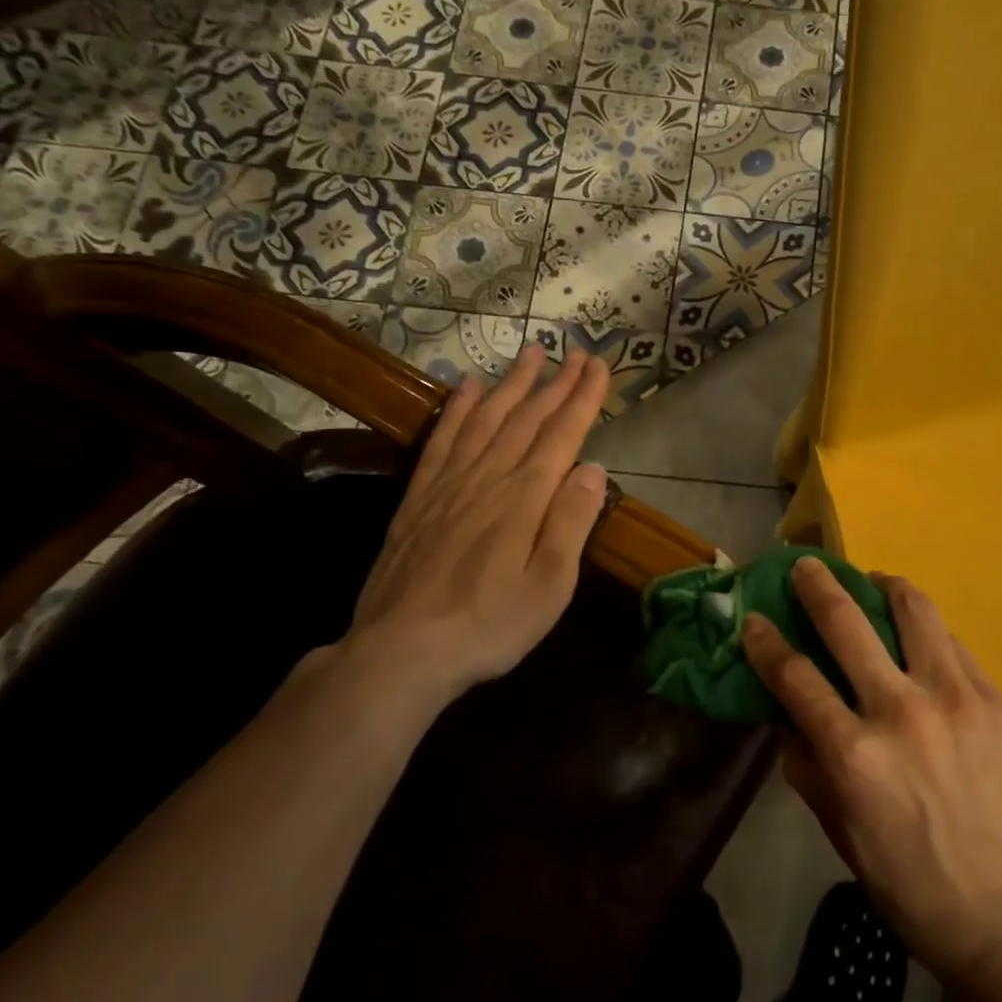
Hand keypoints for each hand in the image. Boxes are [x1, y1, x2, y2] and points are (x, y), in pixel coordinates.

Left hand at [329, 343, 609, 716]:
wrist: (402, 650)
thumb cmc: (491, 624)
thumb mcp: (551, 585)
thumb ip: (572, 521)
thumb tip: (593, 468)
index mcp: (525, 497)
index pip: (562, 434)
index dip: (583, 397)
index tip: (599, 365)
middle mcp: (489, 477)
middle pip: (527, 418)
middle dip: (555, 382)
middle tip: (575, 351)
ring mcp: (449, 483)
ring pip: (486, 418)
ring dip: (511, 383)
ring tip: (531, 354)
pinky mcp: (420, 496)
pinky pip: (442, 438)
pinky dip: (457, 408)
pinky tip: (466, 387)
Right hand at [743, 560, 1001, 981]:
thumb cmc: (916, 888)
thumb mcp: (843, 838)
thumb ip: (810, 772)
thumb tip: (789, 723)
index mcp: (854, 755)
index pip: (795, 677)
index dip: (766, 642)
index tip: (754, 619)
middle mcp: (899, 710)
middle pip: (847, 624)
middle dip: (817, 586)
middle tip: (805, 565)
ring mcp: (951, 696)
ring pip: (912, 611)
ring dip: (883, 585)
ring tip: (872, 581)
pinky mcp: (991, 697)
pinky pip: (950, 642)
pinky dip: (925, 627)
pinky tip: (918, 632)